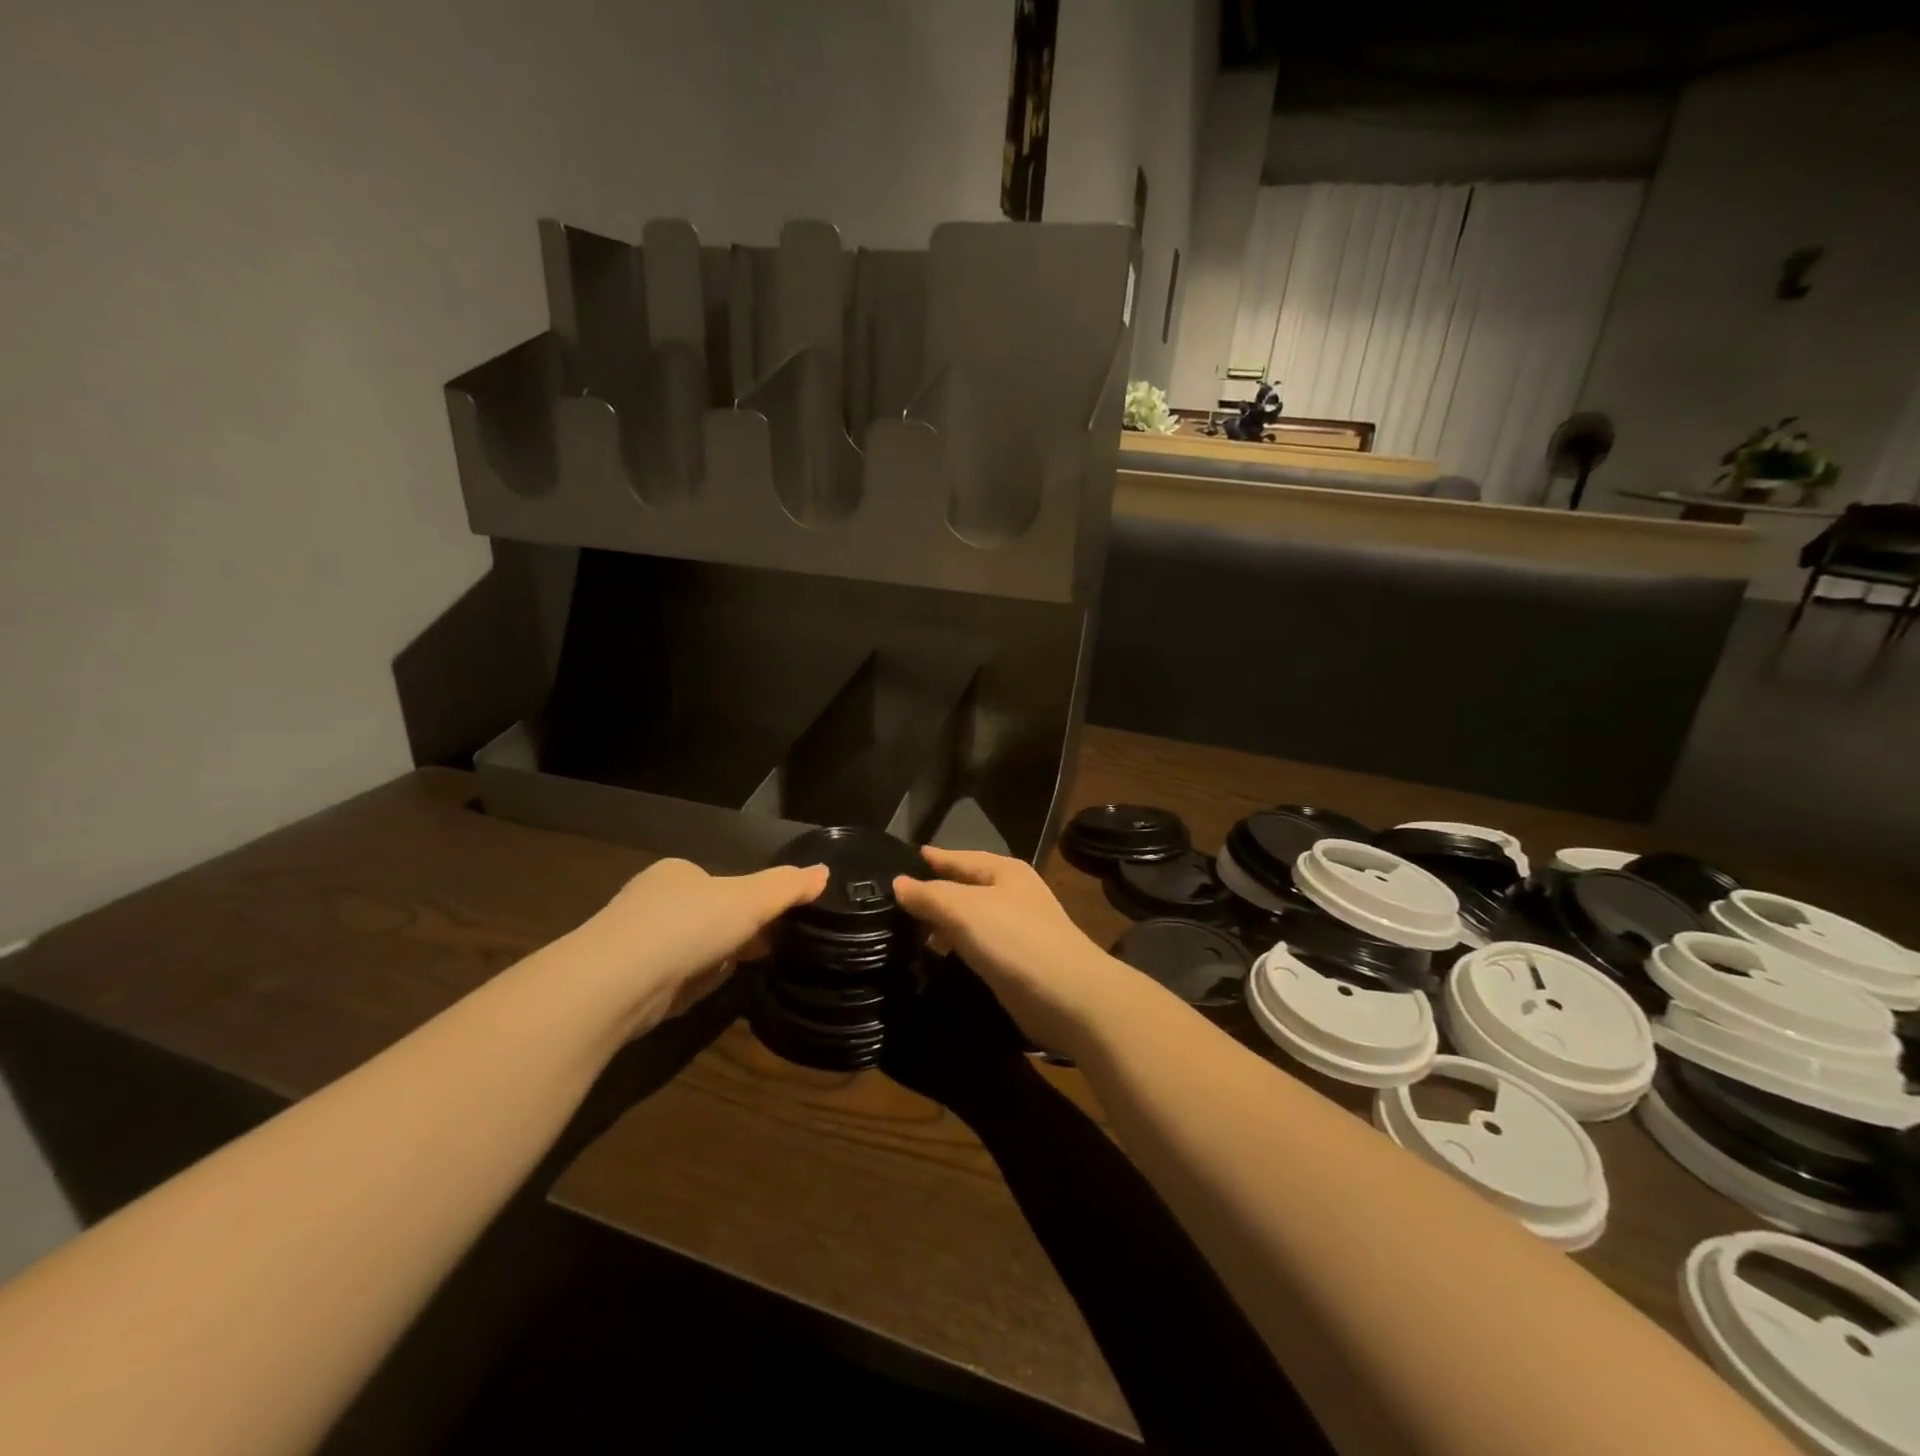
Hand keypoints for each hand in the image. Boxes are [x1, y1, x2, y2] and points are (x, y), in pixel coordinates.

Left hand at [568, 858, 827, 1036]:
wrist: (616, 981)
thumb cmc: (688, 925)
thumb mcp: (750, 900)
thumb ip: (787, 887)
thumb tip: (824, 871)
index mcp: (677, 873)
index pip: (719, 883)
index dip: (749, 902)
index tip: (772, 924)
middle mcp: (650, 901)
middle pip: (706, 916)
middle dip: (731, 933)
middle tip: (762, 951)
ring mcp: (633, 943)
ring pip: (688, 949)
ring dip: (711, 961)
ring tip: (736, 974)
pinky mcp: (625, 983)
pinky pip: (671, 980)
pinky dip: (688, 986)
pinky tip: (699, 994)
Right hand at [892, 849, 1130, 1057]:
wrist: (1067, 995)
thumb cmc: (1014, 939)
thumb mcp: (964, 909)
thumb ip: (929, 895)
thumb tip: (898, 883)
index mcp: (1004, 870)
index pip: (958, 858)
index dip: (930, 860)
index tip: (897, 863)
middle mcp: (1012, 893)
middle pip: (964, 886)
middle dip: (933, 893)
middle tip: (892, 903)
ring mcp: (1017, 927)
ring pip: (969, 917)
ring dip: (942, 922)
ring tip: (905, 931)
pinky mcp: (1016, 960)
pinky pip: (977, 943)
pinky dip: (956, 945)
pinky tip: (937, 955)